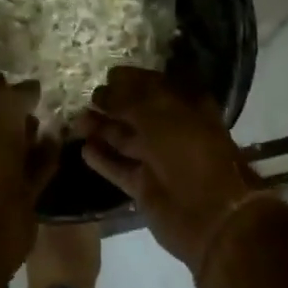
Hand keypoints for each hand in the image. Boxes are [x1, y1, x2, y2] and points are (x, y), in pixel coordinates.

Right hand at [78, 67, 259, 264]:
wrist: (210, 213)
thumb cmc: (188, 150)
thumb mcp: (158, 114)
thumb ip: (128, 100)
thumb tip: (104, 90)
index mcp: (185, 106)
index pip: (154, 85)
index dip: (131, 80)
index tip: (106, 74)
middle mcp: (172, 130)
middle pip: (137, 112)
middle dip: (112, 104)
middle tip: (87, 98)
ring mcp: (158, 160)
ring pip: (125, 140)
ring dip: (102, 129)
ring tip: (77, 121)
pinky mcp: (145, 187)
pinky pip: (120, 168)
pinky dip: (103, 159)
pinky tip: (84, 149)